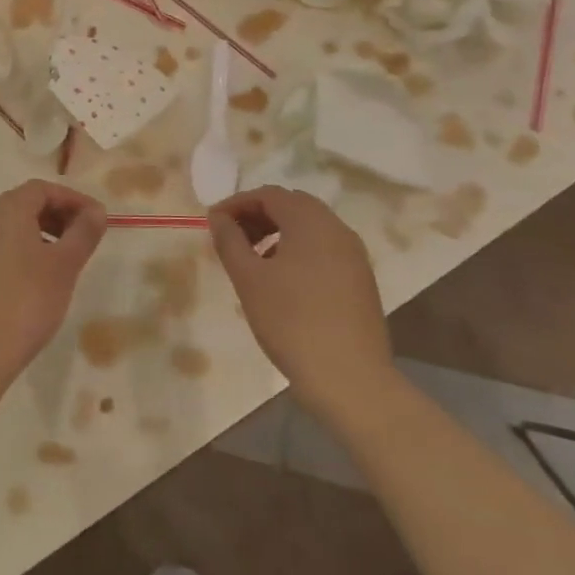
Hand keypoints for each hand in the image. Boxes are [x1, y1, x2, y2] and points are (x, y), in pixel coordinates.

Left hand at [0, 181, 106, 397]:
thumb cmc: (25, 301)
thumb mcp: (64, 266)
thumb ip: (83, 233)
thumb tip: (96, 211)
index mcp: (6, 211)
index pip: (42, 189)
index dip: (72, 199)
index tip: (96, 220)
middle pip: (23, 206)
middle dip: (56, 217)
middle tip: (80, 240)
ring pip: (7, 232)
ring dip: (37, 238)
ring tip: (59, 266)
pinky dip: (17, 258)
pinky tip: (29, 288)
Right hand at [207, 187, 395, 420]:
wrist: (350, 380)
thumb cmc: (291, 322)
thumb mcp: (248, 279)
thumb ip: (230, 240)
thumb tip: (219, 216)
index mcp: (311, 221)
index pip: (269, 194)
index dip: (237, 203)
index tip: (213, 223)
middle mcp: (337, 229)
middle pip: (292, 206)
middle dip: (258, 215)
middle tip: (231, 238)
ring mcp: (354, 255)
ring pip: (309, 228)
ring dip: (277, 233)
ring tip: (253, 260)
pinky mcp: (361, 279)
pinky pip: (324, 249)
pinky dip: (298, 250)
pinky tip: (282, 280)